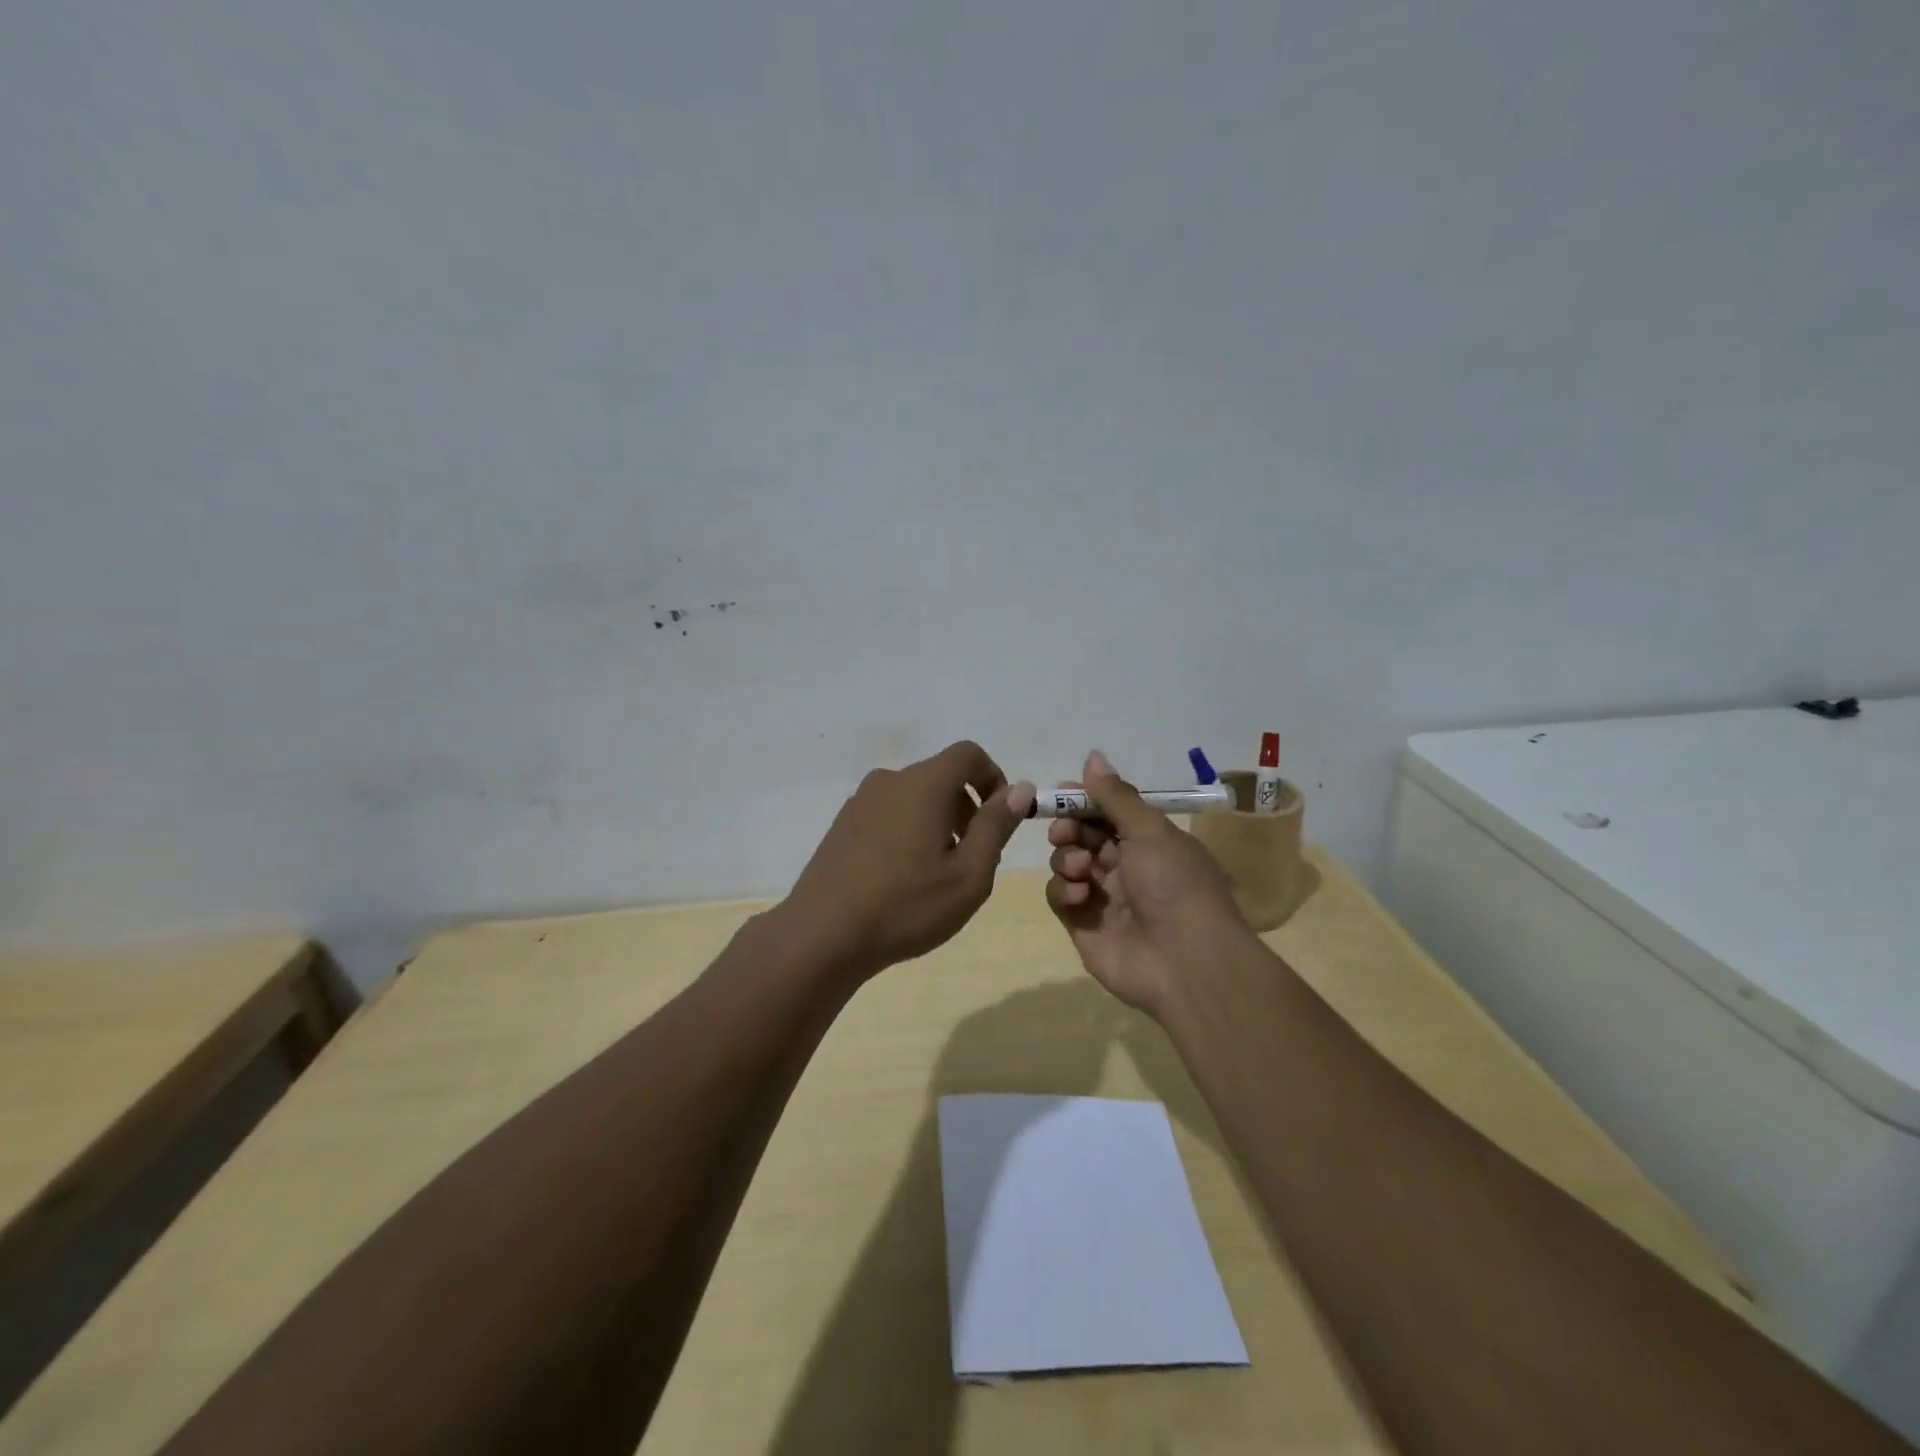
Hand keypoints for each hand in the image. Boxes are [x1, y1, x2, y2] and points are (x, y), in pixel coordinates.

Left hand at [781, 741, 1035, 981]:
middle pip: (942, 777)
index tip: (1000, 820)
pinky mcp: (843, 825)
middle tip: (975, 858)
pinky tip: (904, 879)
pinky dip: (909, 832)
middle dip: (968, 809)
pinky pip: (889, 814)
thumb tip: (1019, 788)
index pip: (968, 754)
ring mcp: (860, 802)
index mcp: (923, 784)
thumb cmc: (906, 905)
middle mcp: (890, 781)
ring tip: (940, 875)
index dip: (993, 779)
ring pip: (915, 798)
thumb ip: (996, 825)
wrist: (822, 935)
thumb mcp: (969, 873)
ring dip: (939, 823)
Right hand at [1045, 750, 1254, 1016]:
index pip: (1108, 812)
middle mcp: (1126, 867)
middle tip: (1064, 831)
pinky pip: (1060, 897)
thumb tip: (1093, 756)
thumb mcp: (1150, 831)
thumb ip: (1116, 796)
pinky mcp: (1084, 926)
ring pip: (1067, 863)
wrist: (1186, 963)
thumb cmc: (1175, 885)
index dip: (1084, 801)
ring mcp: (1103, 898)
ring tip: (1083, 869)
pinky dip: (1064, 890)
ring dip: (1068, 858)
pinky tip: (1081, 896)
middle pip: (1083, 835)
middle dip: (1070, 827)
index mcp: (1149, 842)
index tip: (1062, 793)